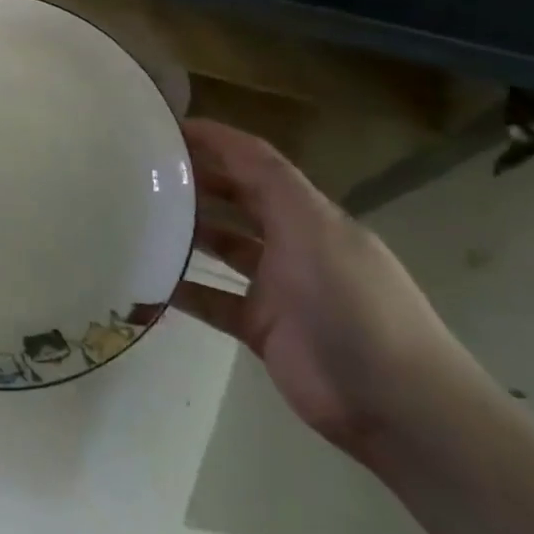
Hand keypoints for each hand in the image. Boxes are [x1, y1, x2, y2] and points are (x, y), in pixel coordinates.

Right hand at [173, 119, 489, 460]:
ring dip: (186, 231)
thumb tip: (215, 137)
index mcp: (309, 214)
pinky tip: (147, 279)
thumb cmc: (355, 305)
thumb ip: (267, 181)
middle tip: (140, 170)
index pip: (255, 163)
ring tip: (136, 217)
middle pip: (237, 200)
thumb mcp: (314, 229)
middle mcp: (292, 243)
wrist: (398, 406)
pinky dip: (182, 288)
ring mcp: (277, 288)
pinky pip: (211, 299)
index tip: (164, 127)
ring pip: (222, 247)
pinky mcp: (262, 328)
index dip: (214, 140)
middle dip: (195, 181)